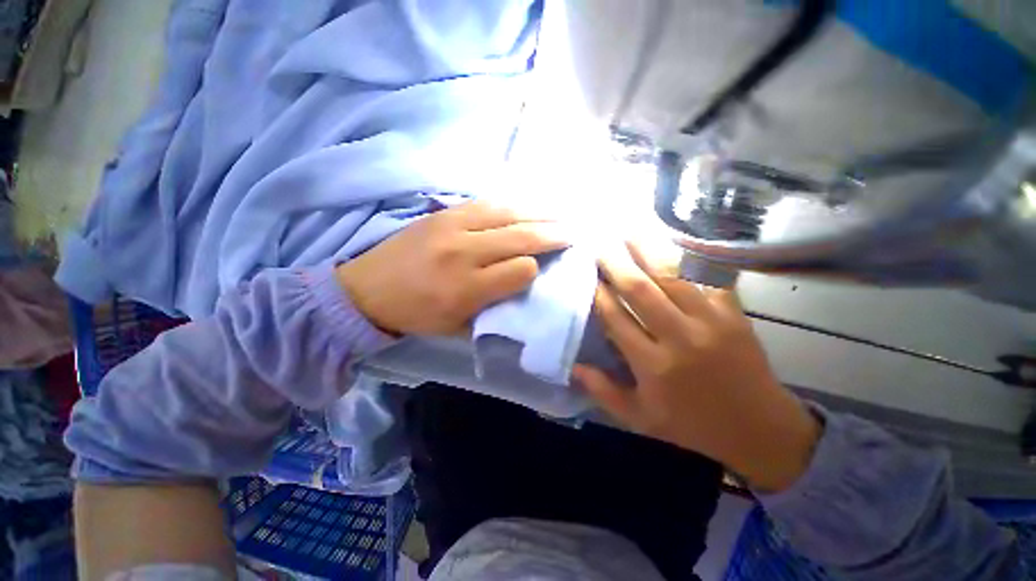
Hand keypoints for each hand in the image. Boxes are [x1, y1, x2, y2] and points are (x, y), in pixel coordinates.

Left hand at [337, 201, 569, 335]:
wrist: (366, 289)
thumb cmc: (416, 315)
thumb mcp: (457, 328)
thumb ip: (494, 311)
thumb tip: (523, 290)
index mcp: (466, 289)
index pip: (520, 270)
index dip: (536, 269)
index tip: (544, 270)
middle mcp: (463, 253)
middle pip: (520, 236)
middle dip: (553, 233)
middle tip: (576, 231)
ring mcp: (452, 226)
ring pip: (507, 213)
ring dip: (539, 212)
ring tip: (561, 213)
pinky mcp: (443, 213)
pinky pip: (486, 203)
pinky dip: (512, 203)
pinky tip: (528, 204)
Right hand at [573, 242, 820, 492]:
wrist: (762, 431)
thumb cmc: (693, 427)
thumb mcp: (641, 419)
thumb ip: (604, 392)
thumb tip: (572, 366)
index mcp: (653, 366)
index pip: (616, 318)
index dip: (597, 293)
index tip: (585, 274)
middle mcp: (679, 338)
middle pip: (640, 290)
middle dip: (616, 263)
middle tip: (599, 243)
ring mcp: (711, 322)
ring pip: (672, 276)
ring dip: (647, 251)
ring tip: (629, 231)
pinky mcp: (734, 314)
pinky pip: (707, 277)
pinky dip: (688, 257)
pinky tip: (672, 242)